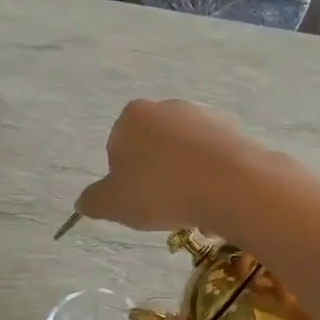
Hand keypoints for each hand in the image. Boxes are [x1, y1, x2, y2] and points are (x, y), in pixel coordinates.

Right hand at [77, 99, 262, 235]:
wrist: (232, 185)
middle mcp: (169, 107)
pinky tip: (217, 203)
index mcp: (133, 115)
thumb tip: (85, 201)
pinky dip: (212, 181)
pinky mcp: (235, 132)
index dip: (124, 181)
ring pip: (185, 158)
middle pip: (154, 151)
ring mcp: (205, 117)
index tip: (138, 202)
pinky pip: (214, 162)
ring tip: (194, 212)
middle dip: (157, 180)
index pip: (118, 149)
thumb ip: (93, 201)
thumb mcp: (114, 204)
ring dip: (186, 183)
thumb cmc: (162, 190)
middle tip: (165, 210)